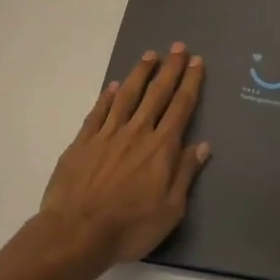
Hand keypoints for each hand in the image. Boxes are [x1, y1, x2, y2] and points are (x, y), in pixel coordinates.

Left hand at [40, 43, 209, 266]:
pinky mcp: (83, 142)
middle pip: (156, 93)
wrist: (76, 233)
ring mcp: (107, 134)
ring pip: (127, 95)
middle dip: (170, 69)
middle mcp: (137, 132)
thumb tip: (202, 145)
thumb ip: (185, 173)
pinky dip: (107, 96)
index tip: (196, 61)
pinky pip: (99, 112)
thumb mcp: (170, 209)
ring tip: (149, 55)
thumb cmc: (130, 227)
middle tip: (178, 47)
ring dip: (140, 73)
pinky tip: (113, 86)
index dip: (190, 82)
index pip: (180, 107)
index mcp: (161, 147)